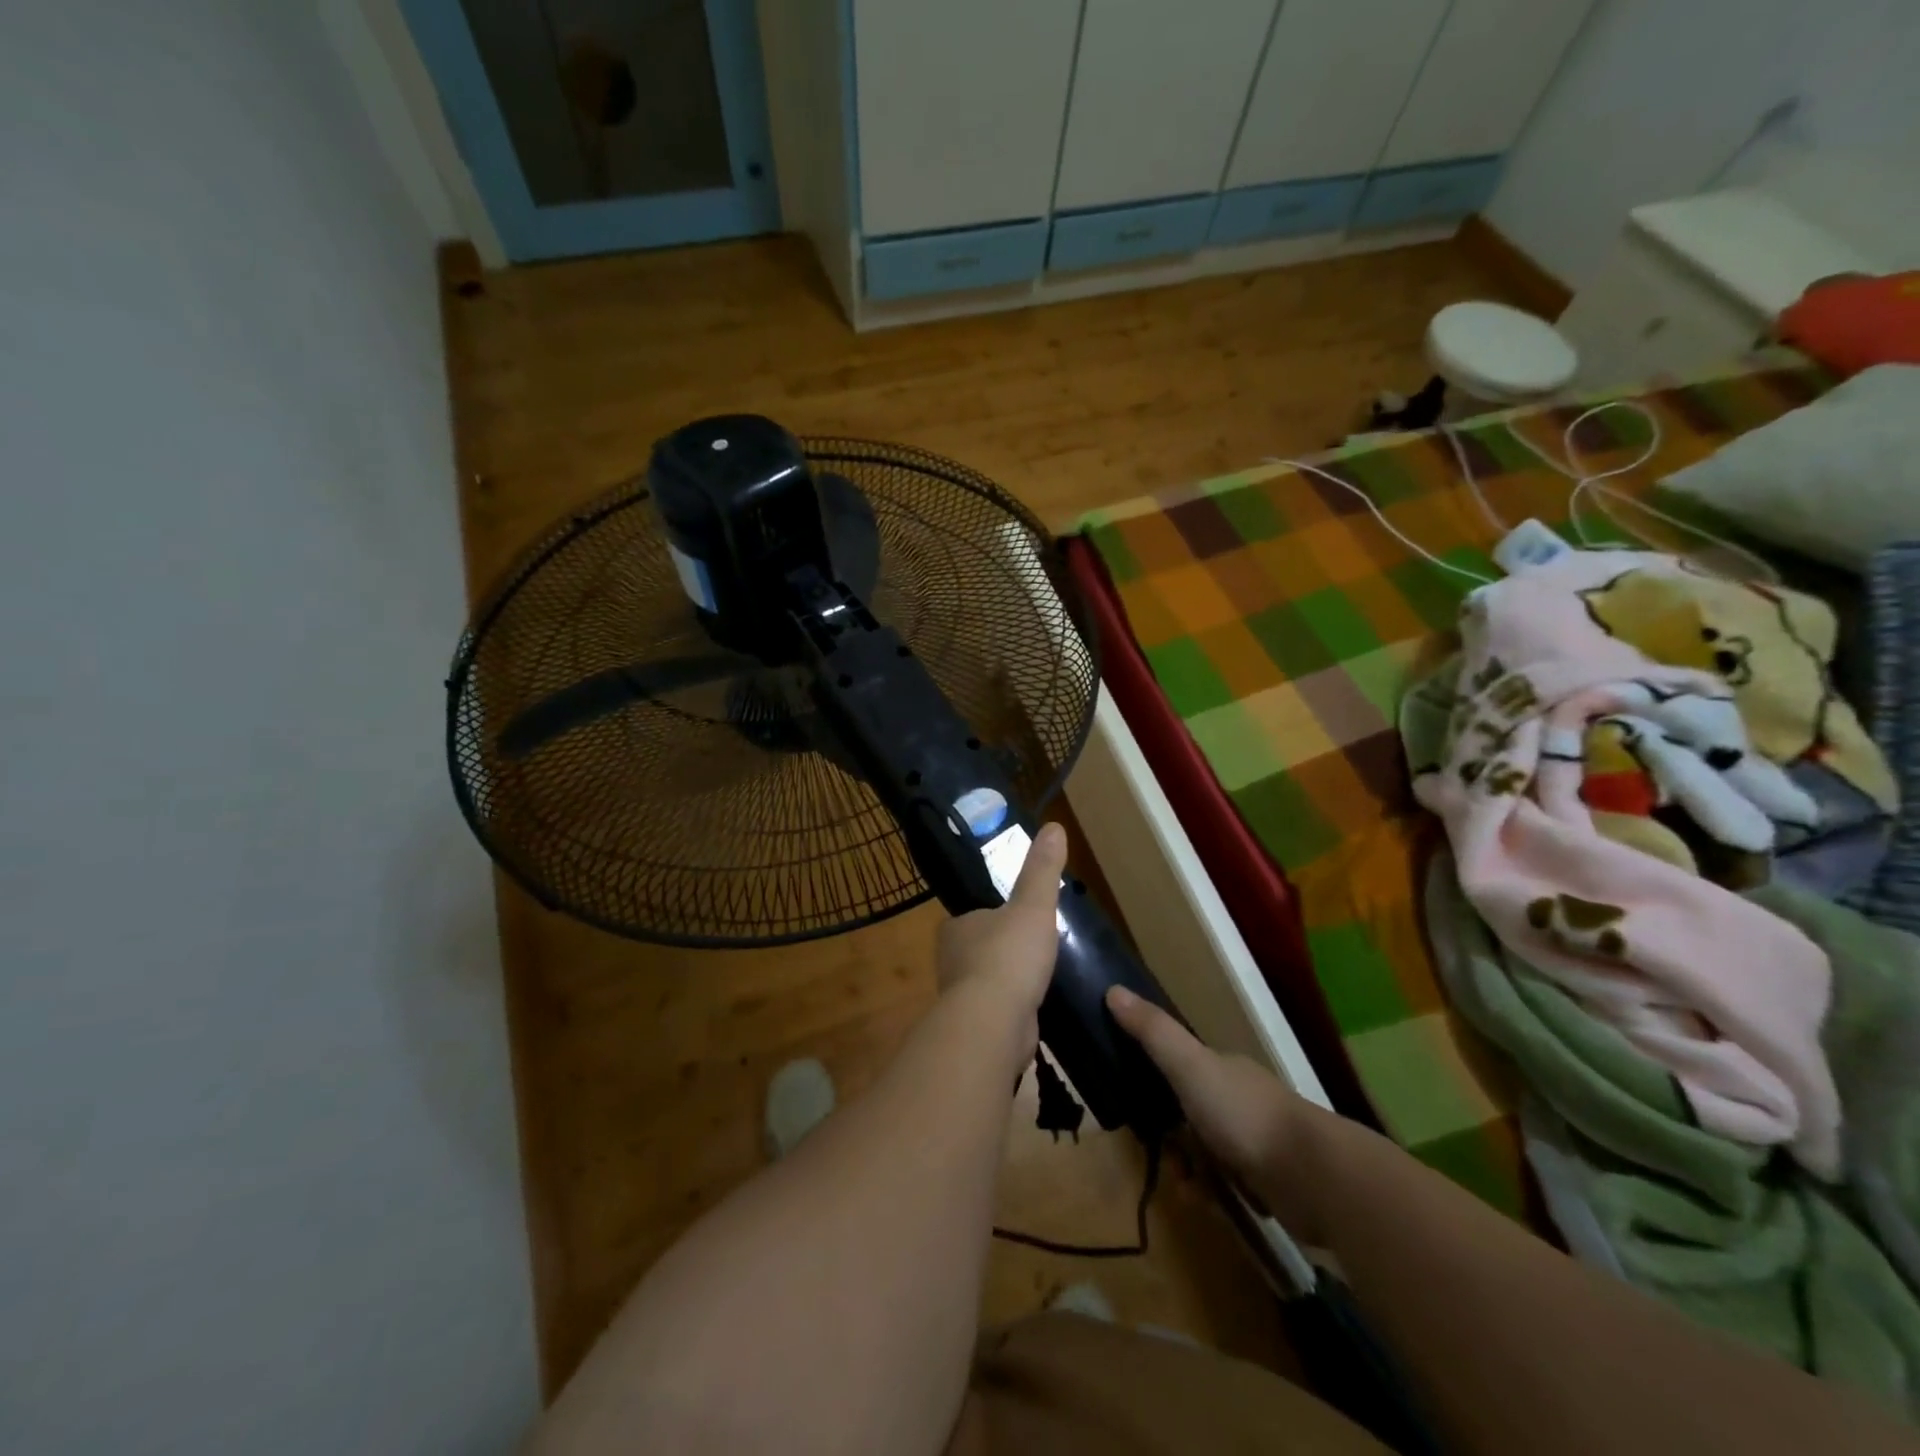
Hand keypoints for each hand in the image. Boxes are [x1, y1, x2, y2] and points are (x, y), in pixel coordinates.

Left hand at [935, 822, 1068, 1044]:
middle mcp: (950, 960)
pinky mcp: (976, 1027)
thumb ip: (1042, 870)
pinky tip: (1035, 1007)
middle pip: (981, 947)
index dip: (996, 915)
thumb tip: (1054, 826)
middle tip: (1038, 946)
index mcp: (955, 927)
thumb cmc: (1009, 956)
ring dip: (1009, 980)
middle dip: (1004, 948)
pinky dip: (1014, 1007)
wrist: (994, 1024)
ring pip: (988, 980)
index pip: (974, 915)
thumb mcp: (1032, 905)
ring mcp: (961, 996)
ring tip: (1040, 976)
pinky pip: (998, 1009)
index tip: (1021, 917)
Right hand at [1106, 984, 1324, 1238]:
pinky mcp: (1271, 1182)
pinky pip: (1228, 1185)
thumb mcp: (1189, 1066)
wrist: (1315, 1177)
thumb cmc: (1244, 1114)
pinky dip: (1213, 1194)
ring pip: (1207, 1152)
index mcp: (1222, 1067)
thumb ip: (1153, 1032)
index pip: (1179, 1065)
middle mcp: (1239, 1098)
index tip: (1133, 1101)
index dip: (1154, 1081)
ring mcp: (1258, 1140)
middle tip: (1158, 1153)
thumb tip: (1112, 989)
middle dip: (1170, 1136)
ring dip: (1189, 1170)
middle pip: (1189, 1113)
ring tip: (1187, 1187)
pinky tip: (1208, 1204)